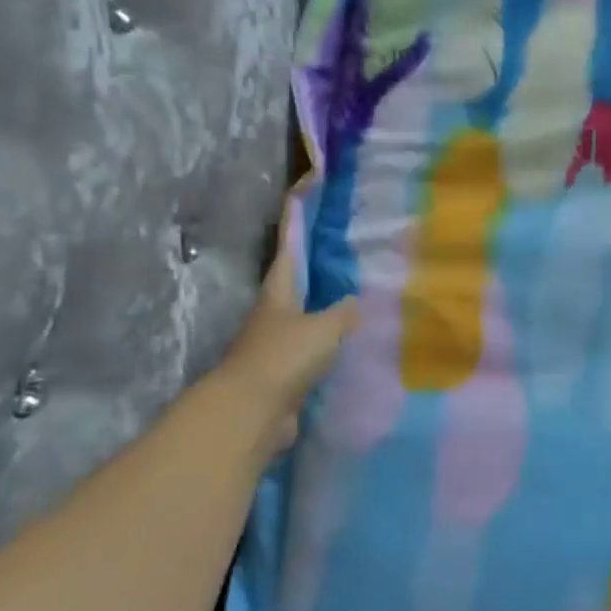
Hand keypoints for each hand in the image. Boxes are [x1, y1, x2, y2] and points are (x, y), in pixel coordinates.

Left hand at [222, 230, 358, 450]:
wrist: (253, 412)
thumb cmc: (284, 356)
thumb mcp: (323, 327)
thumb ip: (343, 312)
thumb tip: (355, 301)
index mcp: (278, 295)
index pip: (288, 253)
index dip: (294, 227)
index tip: (298, 198)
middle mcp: (274, 317)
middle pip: (295, 287)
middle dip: (314, 271)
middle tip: (343, 254)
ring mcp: (277, 348)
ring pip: (306, 322)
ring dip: (325, 313)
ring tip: (356, 302)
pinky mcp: (286, 377)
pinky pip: (313, 355)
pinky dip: (329, 348)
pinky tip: (350, 347)